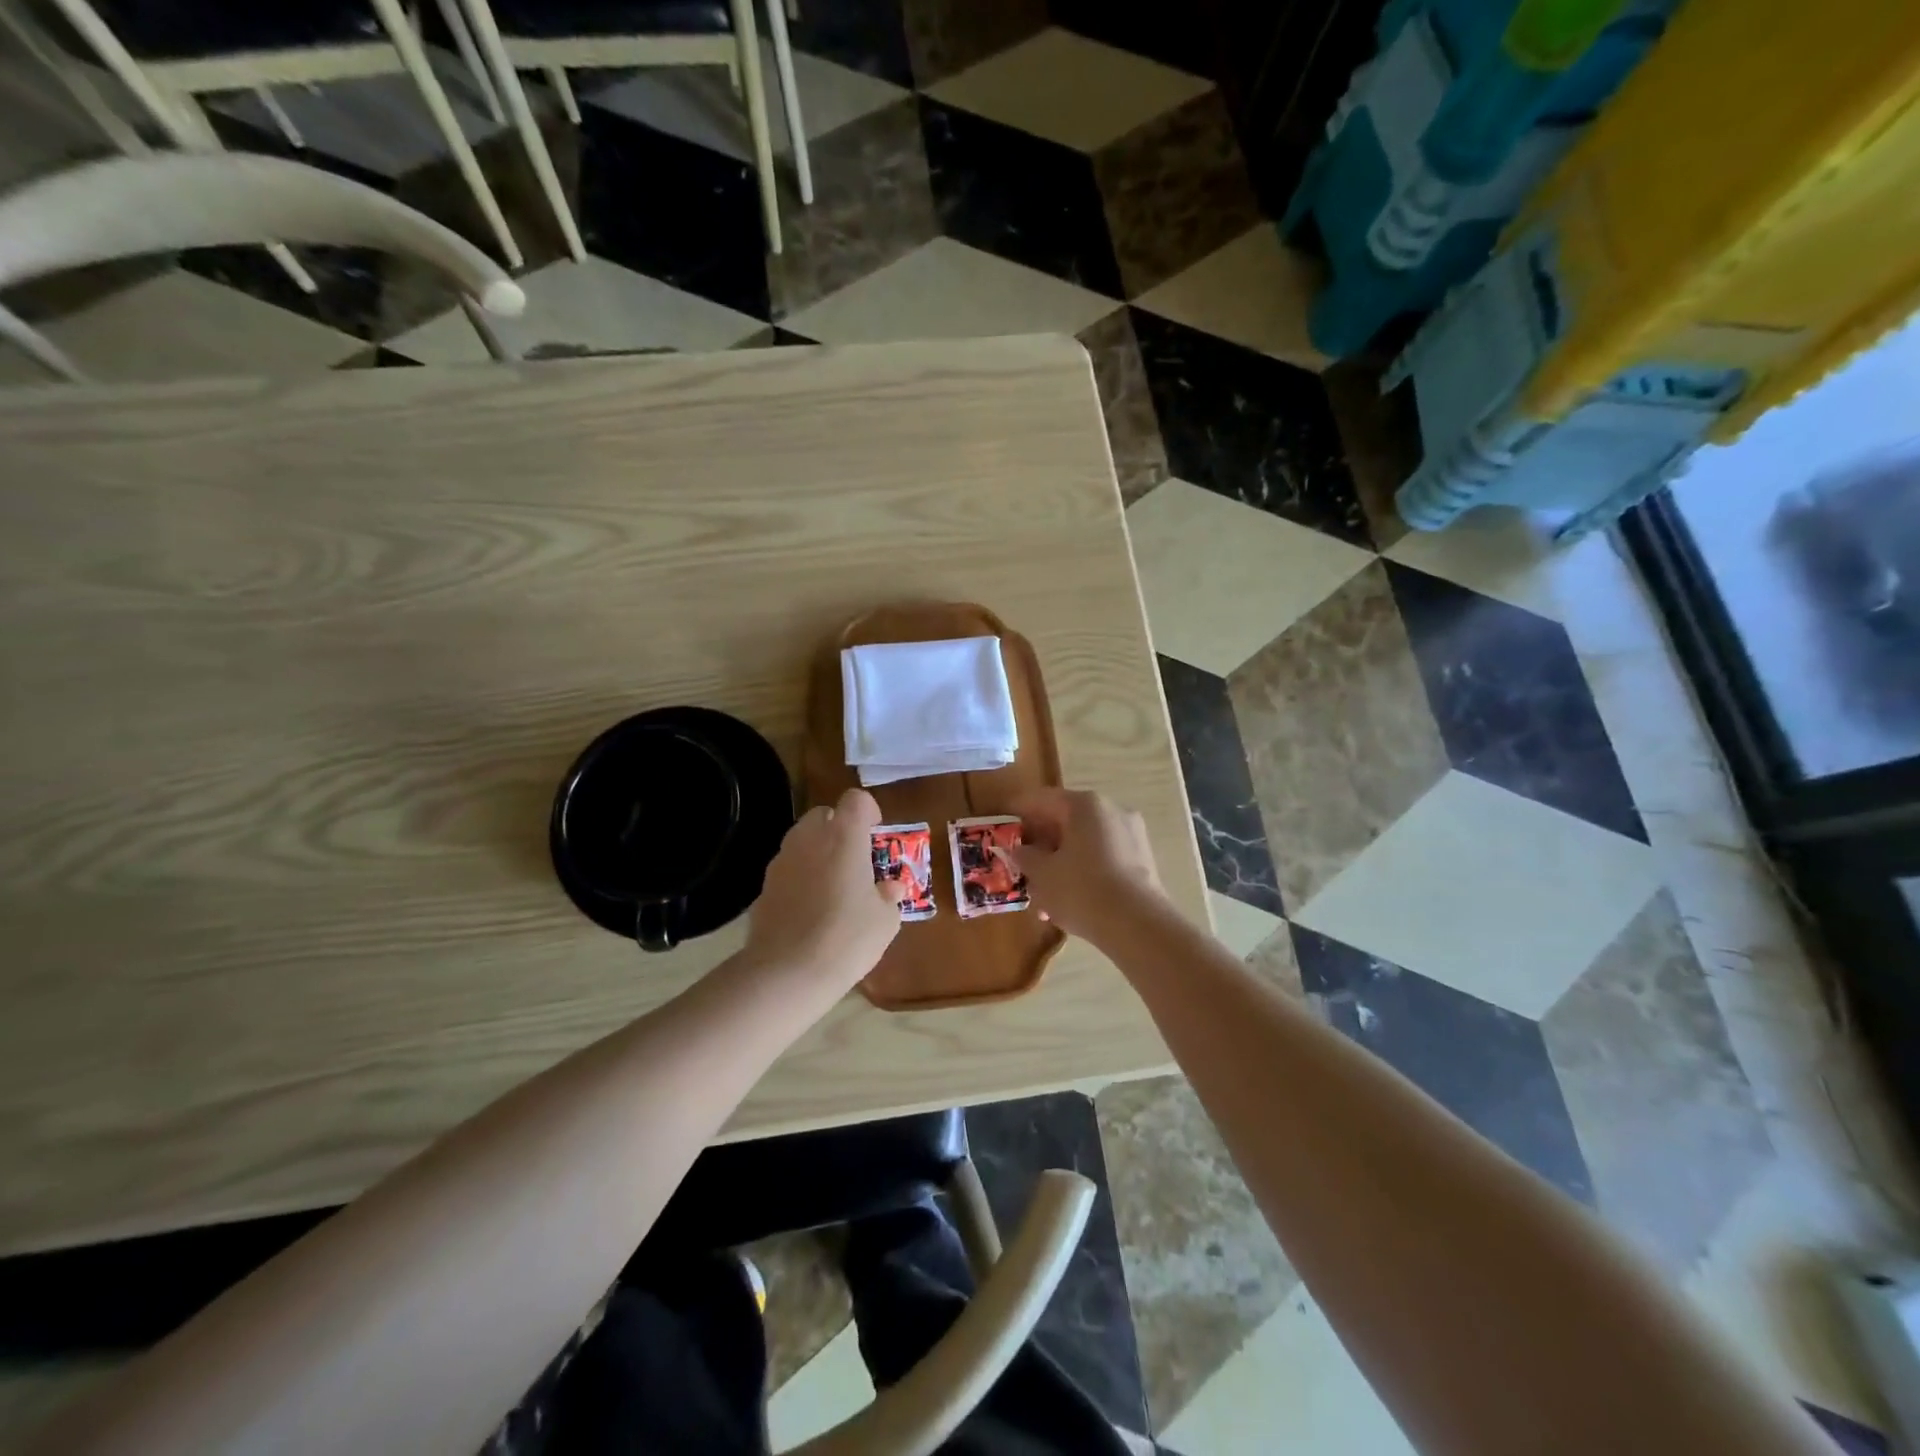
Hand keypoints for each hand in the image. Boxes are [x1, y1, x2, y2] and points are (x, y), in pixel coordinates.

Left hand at [747, 787, 903, 988]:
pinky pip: (787, 869)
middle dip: (839, 829)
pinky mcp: (763, 886)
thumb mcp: (885, 920)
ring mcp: (781, 861)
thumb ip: (888, 897)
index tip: (876, 833)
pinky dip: (800, 877)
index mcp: (844, 836)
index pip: (856, 800)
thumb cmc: (847, 938)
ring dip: (818, 852)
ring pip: (801, 840)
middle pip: (823, 815)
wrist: (787, 972)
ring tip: (833, 886)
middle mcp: (809, 839)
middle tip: (854, 860)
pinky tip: (809, 909)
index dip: (868, 811)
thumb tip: (891, 888)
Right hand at [1009, 787, 1167, 946]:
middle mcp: (1111, 810)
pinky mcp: (1142, 860)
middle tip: (1020, 863)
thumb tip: (1020, 850)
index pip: (1041, 799)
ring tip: (1041, 892)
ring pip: (1084, 842)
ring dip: (1060, 860)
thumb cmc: (1081, 890)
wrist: (1138, 926)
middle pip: (1065, 820)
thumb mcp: (1041, 874)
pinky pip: (1102, 858)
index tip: (1001, 825)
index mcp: (1085, 805)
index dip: (1017, 811)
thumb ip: (1025, 857)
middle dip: (1041, 842)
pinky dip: (1082, 871)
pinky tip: (1068, 900)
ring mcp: (1131, 834)